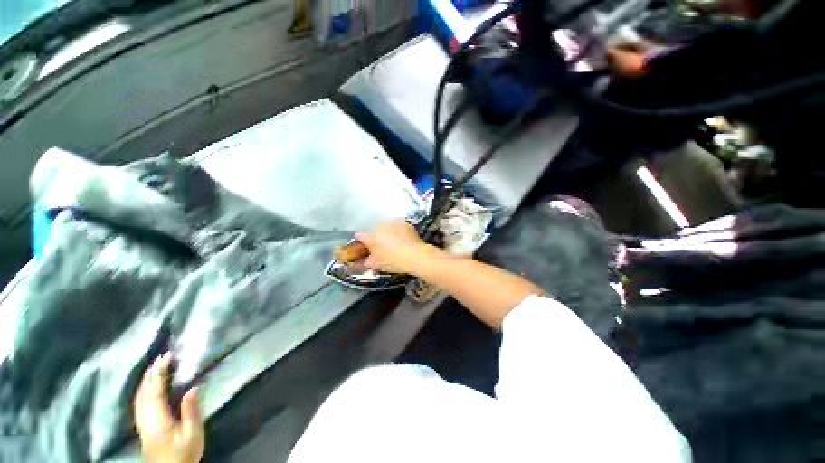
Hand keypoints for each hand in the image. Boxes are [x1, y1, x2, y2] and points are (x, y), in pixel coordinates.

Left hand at [134, 353, 204, 462]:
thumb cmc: (184, 454)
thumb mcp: (193, 434)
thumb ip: (191, 412)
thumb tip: (192, 389)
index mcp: (157, 420)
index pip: (155, 392)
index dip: (159, 374)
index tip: (166, 357)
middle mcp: (145, 420)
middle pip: (143, 394)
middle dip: (150, 374)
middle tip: (160, 357)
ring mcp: (142, 424)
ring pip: (139, 398)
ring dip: (145, 381)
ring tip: (153, 368)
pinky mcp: (143, 428)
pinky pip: (139, 404)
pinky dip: (142, 391)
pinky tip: (146, 388)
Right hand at [356, 221, 434, 274]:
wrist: (416, 256)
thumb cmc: (395, 261)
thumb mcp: (377, 265)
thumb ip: (367, 261)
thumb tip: (365, 259)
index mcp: (372, 237)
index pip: (360, 236)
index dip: (361, 242)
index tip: (364, 246)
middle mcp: (381, 226)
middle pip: (375, 232)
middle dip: (377, 239)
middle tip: (382, 249)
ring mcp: (394, 223)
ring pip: (387, 228)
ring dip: (388, 234)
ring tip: (395, 245)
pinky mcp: (405, 223)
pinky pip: (398, 227)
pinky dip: (399, 232)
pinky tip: (403, 241)